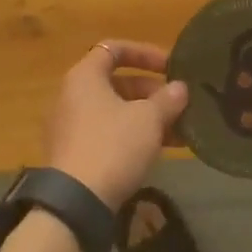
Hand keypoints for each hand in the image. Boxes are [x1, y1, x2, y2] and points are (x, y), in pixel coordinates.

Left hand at [45, 41, 188, 210]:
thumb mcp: (148, 120)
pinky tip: (160, 151)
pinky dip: (132, 136)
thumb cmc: (112, 146)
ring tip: (179, 131)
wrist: (75, 203)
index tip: (171, 67)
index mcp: (85, 76)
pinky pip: (107, 133)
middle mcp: (72, 95)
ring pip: (115, 111)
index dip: (145, 53)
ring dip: (147, 117)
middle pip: (117, 82)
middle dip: (152, 92)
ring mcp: (71, 126)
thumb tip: (180, 88)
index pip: (114, 48)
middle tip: (179, 105)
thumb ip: (167, 99)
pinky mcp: (74, 154)